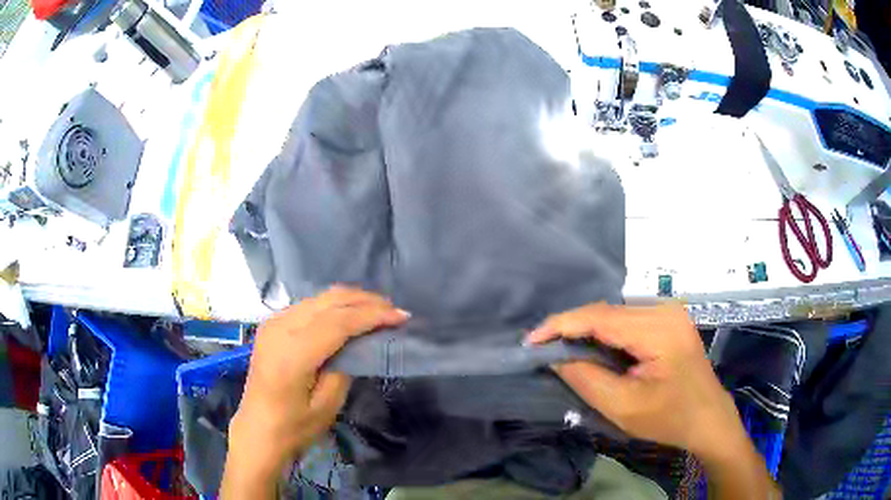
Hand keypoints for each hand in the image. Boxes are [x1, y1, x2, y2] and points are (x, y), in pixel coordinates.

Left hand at [222, 286, 408, 498]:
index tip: (402, 317)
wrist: (257, 429)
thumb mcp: (327, 405)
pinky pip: (309, 305)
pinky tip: (349, 314)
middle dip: (365, 300)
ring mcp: (273, 322)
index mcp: (292, 354)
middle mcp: (280, 328)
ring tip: (377, 310)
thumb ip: (344, 366)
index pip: (339, 322)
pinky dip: (333, 305)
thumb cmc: (294, 426)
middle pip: (329, 301)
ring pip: (319, 298)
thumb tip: (361, 340)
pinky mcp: (272, 324)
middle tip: (393, 310)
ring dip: (350, 300)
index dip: (372, 315)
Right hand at [525, 302, 738, 457]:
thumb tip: (555, 356)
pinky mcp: (668, 320)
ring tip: (562, 349)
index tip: (530, 341)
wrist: (708, 419)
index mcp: (659, 329)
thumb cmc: (670, 419)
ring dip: (587, 330)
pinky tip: (592, 348)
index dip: (561, 325)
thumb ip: (586, 379)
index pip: (600, 317)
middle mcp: (664, 310)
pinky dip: (604, 333)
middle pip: (607, 312)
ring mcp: (669, 312)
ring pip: (615, 314)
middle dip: (571, 328)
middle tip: (542, 348)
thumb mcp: (624, 407)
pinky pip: (627, 320)